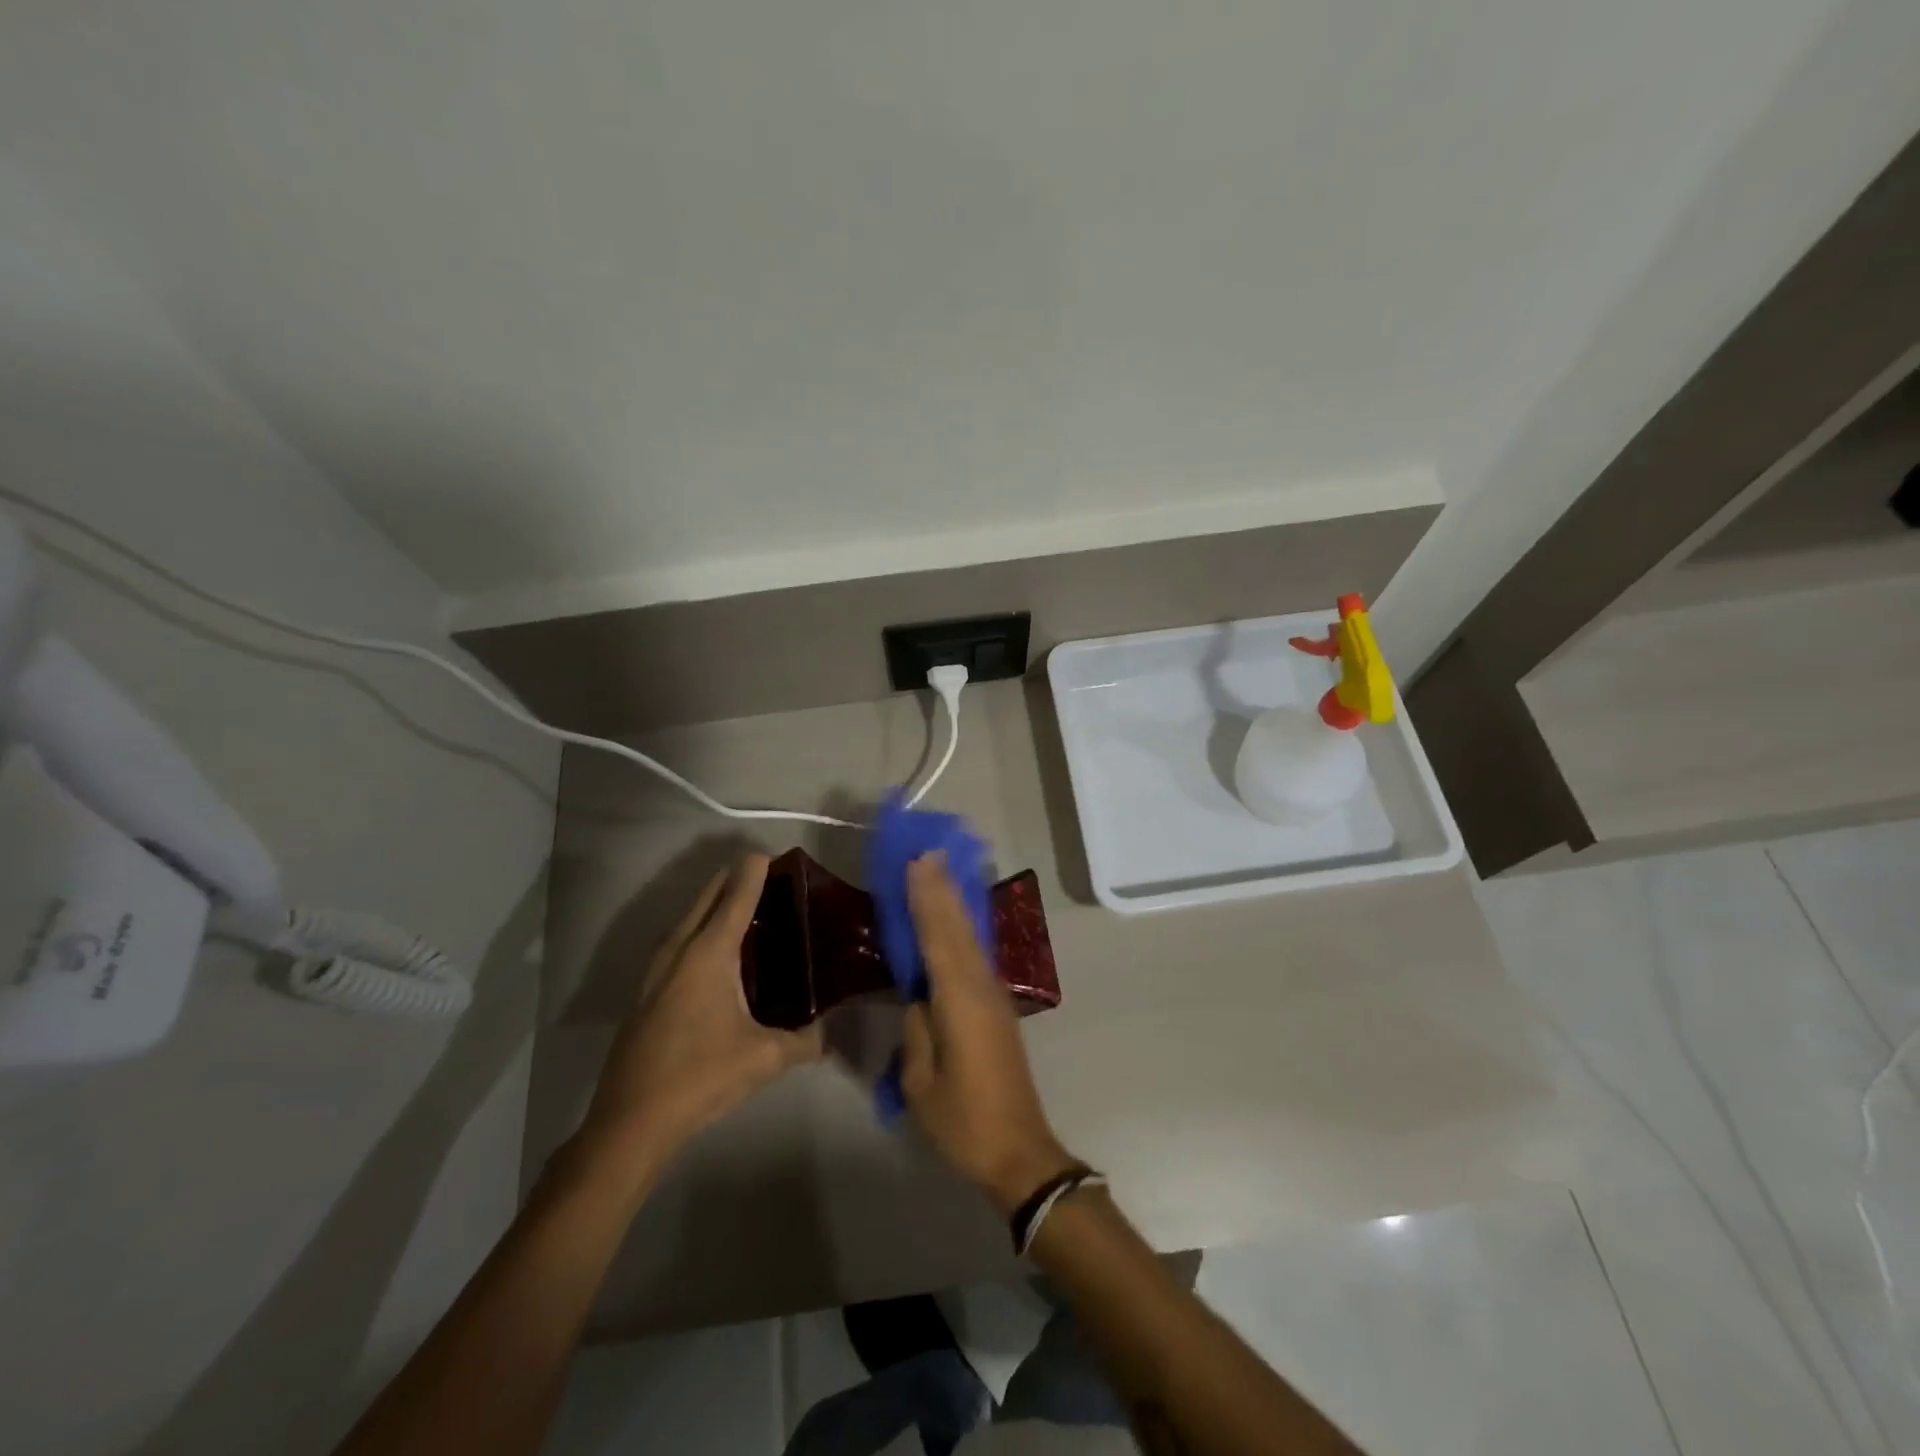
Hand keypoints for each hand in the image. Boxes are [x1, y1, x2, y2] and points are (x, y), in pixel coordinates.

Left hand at [577, 855, 821, 1172]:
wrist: (631, 1121)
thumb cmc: (700, 1077)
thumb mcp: (764, 1059)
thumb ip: (804, 1041)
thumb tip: (829, 1035)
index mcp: (710, 952)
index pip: (737, 894)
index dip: (756, 870)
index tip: (776, 855)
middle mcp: (680, 948)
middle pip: (708, 896)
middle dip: (736, 879)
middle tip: (770, 880)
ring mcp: (657, 968)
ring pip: (688, 917)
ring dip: (714, 903)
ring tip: (745, 908)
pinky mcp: (646, 990)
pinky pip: (678, 941)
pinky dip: (699, 929)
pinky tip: (715, 953)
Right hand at [899, 854, 1077, 1213]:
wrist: (1019, 1152)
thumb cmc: (964, 1122)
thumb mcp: (922, 1083)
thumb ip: (918, 1031)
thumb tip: (919, 998)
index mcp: (961, 1002)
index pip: (938, 938)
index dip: (926, 898)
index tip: (916, 861)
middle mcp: (981, 989)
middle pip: (958, 929)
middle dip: (941, 889)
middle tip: (927, 851)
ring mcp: (993, 998)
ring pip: (969, 939)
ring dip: (953, 904)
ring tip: (938, 872)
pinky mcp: (997, 1010)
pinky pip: (973, 957)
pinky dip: (960, 931)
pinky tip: (953, 922)